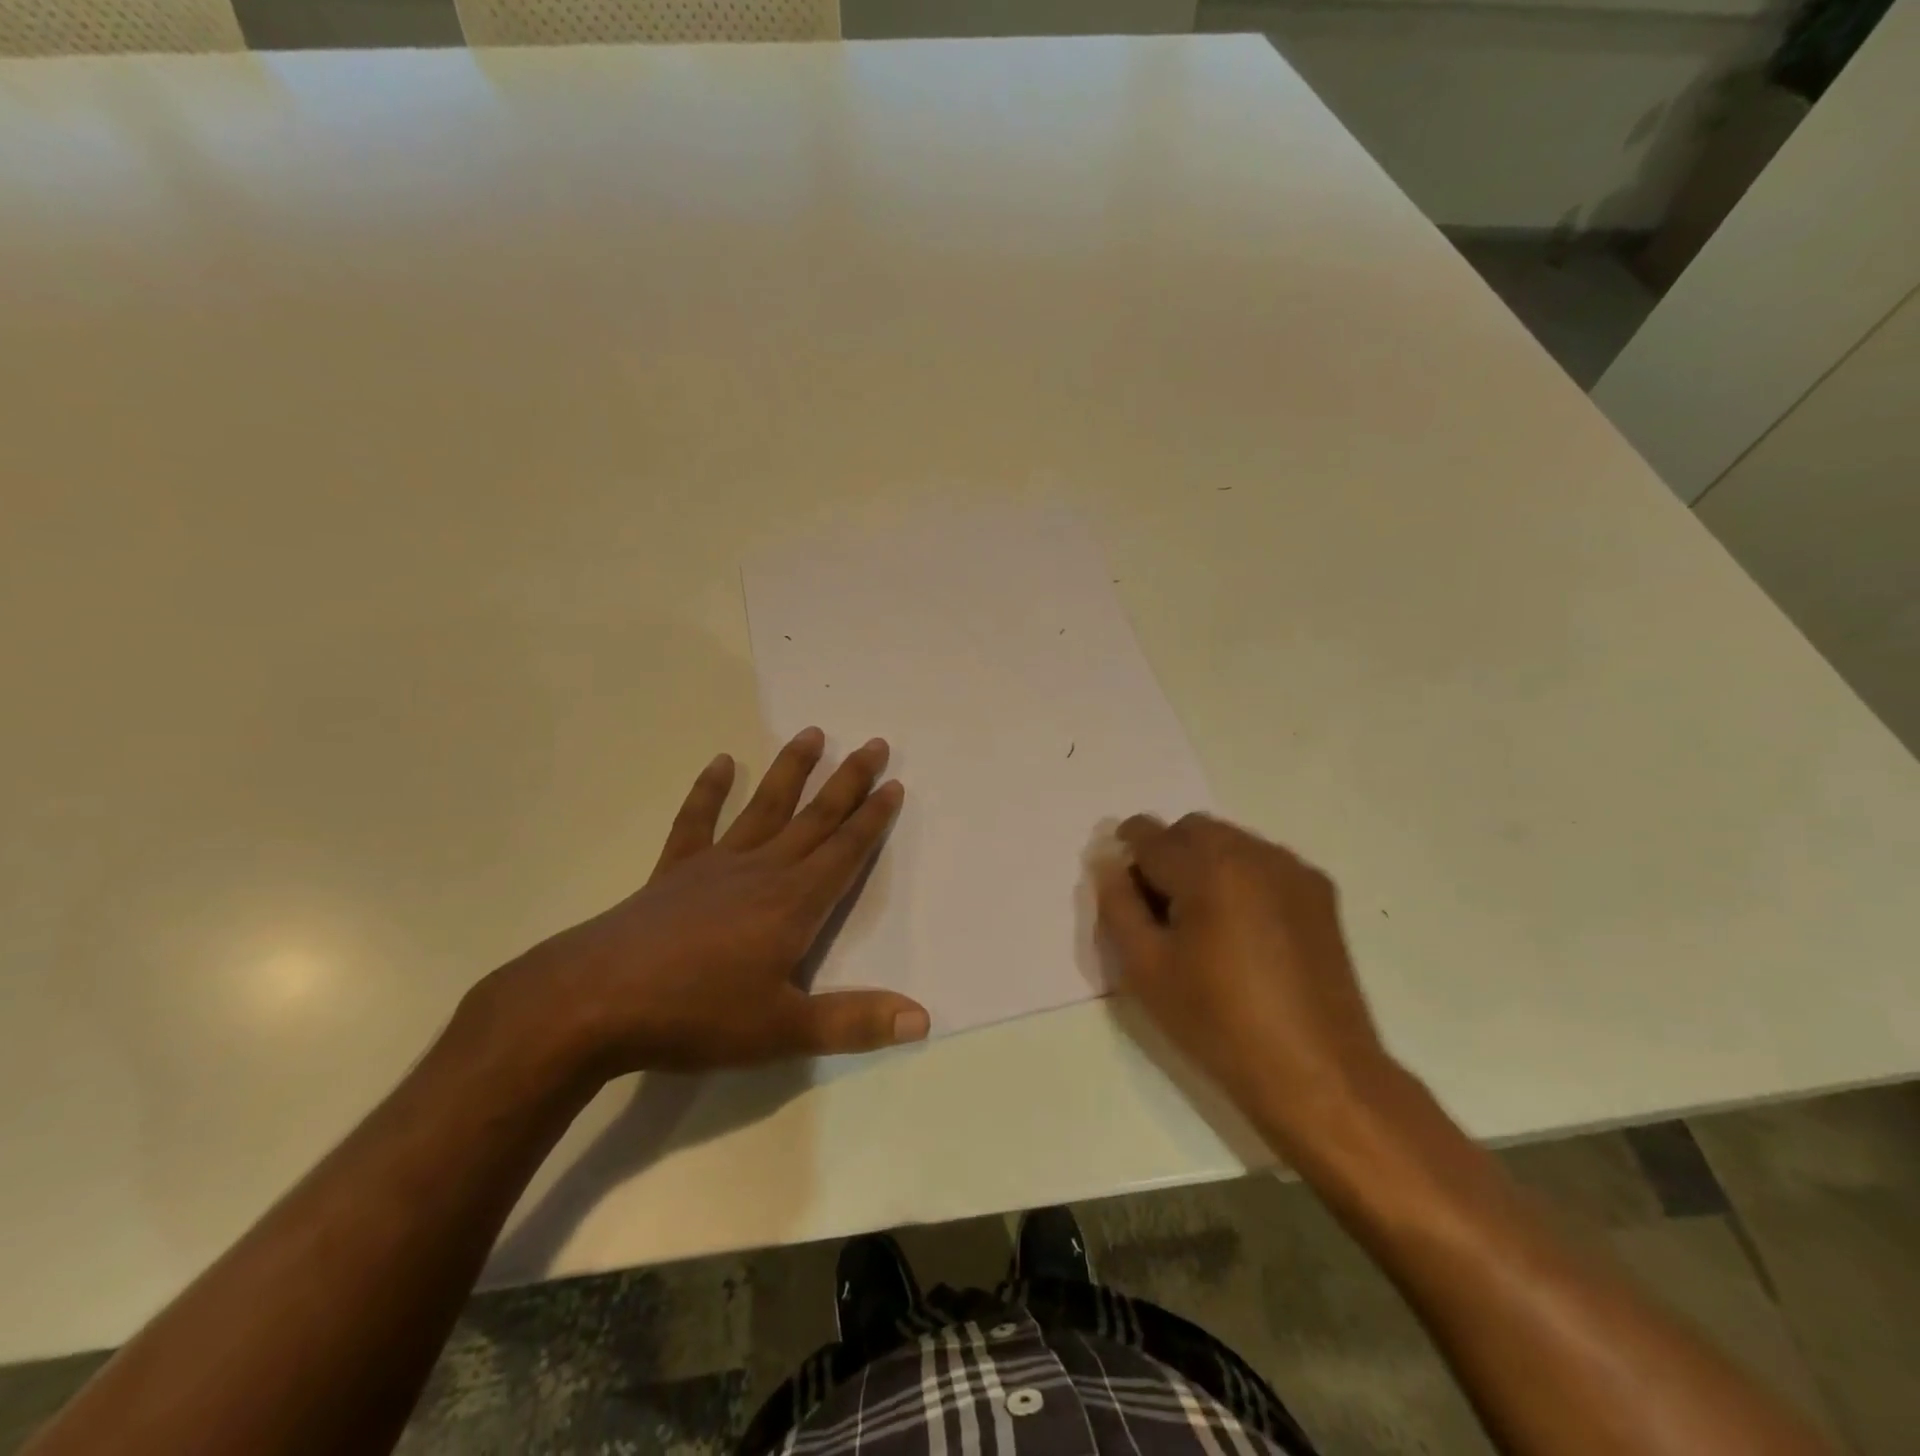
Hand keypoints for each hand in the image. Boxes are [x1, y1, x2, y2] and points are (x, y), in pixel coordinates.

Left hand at [483, 727, 929, 1077]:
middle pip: (815, 817)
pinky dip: (709, 790)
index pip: (845, 851)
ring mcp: (715, 864)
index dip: (873, 819)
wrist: (593, 1002)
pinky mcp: (674, 870)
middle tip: (874, 743)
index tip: (894, 783)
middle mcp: (762, 870)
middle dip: (848, 782)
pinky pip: (696, 820)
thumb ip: (854, 1022)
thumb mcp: (783, 1031)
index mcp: (794, 903)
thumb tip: (922, 1020)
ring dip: (791, 770)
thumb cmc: (695, 1015)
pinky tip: (721, 762)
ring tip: (812, 733)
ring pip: (764, 806)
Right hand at [1093, 812, 1394, 1152]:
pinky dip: (1238, 875)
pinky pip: (1262, 861)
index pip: (1149, 834)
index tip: (1121, 882)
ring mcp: (1292, 870)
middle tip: (1157, 907)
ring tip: (1200, 919)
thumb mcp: (1145, 968)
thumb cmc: (1218, 1021)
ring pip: (1229, 841)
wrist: (1317, 1072)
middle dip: (1166, 852)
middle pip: (1191, 829)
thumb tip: (1107, 862)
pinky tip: (1239, 926)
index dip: (1125, 849)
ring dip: (1203, 861)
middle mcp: (1253, 853)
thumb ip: (1117, 905)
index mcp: (1208, 867)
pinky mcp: (1319, 892)